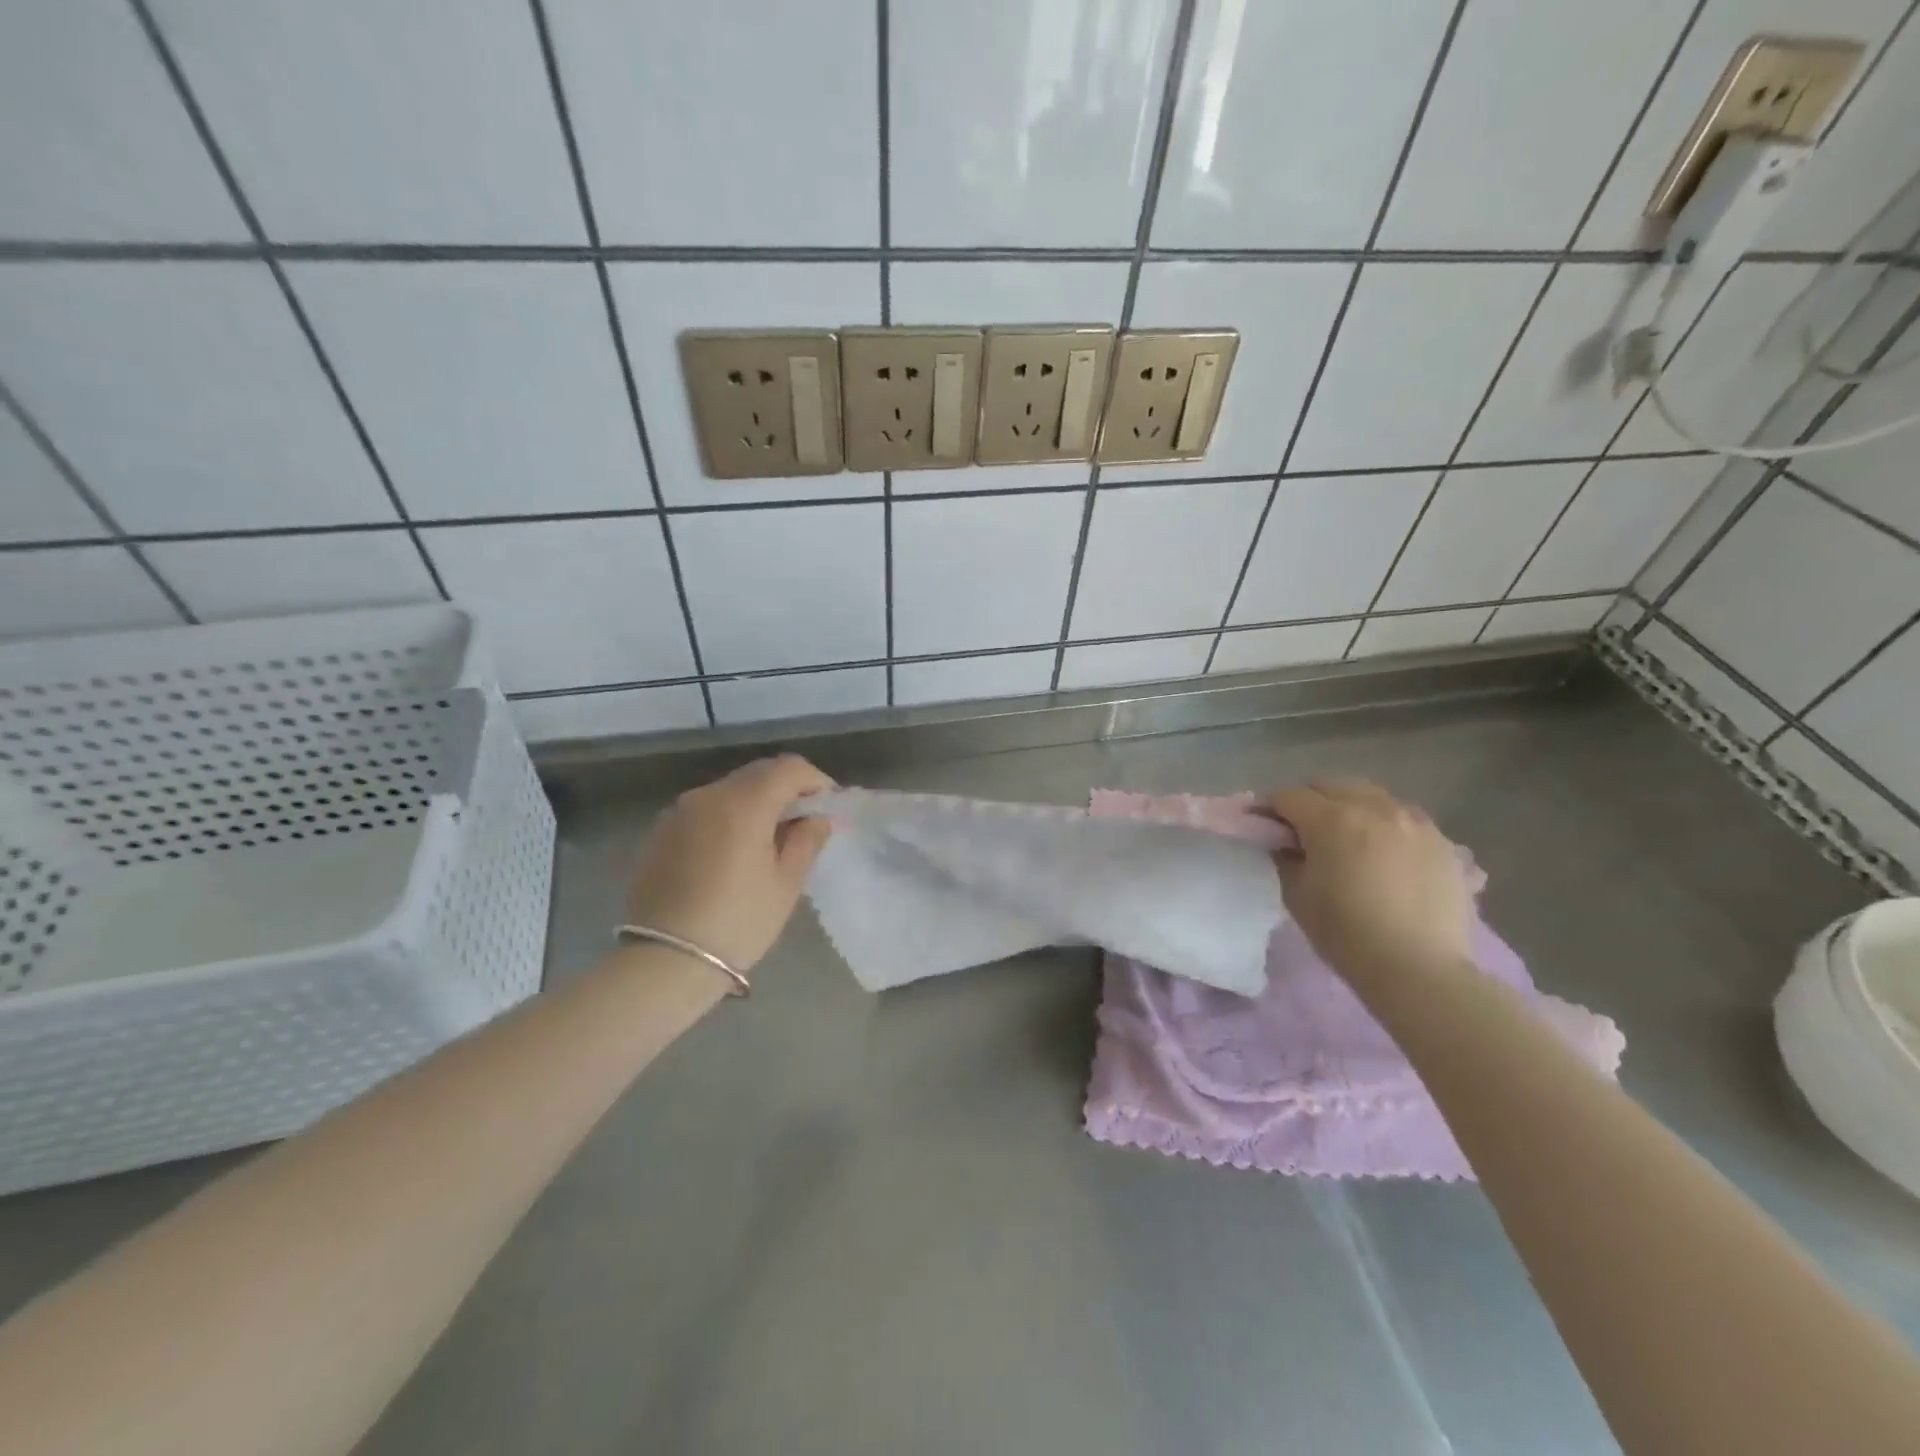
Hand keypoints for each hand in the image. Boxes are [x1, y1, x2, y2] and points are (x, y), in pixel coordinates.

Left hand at [625, 755, 834, 969]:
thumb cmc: (738, 922)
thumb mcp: (786, 884)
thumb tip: (817, 818)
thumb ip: (807, 841)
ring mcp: (680, 811)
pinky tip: (735, 851)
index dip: (816, 780)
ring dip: (757, 802)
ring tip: (770, 838)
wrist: (664, 961)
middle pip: (758, 773)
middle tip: (805, 820)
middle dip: (787, 788)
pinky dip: (729, 817)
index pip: (790, 768)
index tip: (829, 805)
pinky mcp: (661, 831)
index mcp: (744, 803)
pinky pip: (706, 810)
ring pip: (730, 790)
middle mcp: (709, 794)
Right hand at [1265, 779, 1473, 988]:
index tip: (1261, 827)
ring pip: (1370, 796)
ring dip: (1348, 807)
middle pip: (1330, 786)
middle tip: (1300, 831)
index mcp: (1332, 820)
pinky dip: (1384, 825)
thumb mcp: (1296, 894)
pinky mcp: (1442, 842)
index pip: (1288, 797)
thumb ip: (1284, 857)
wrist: (1420, 970)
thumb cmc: (1346, 933)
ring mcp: (1414, 822)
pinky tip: (1383, 853)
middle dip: (1308, 801)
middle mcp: (1374, 808)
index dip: (1269, 809)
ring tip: (1345, 837)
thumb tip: (1282, 842)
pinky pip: (1403, 818)